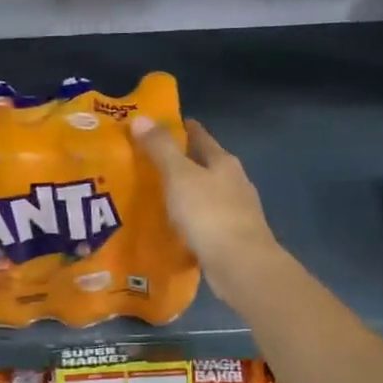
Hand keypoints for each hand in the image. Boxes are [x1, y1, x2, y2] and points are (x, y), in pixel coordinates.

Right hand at [130, 116, 281, 304]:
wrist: (241, 265)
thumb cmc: (209, 213)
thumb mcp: (179, 175)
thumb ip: (161, 148)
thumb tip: (141, 118)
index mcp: (224, 162)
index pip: (200, 137)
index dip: (182, 128)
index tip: (158, 126)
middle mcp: (234, 183)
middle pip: (205, 165)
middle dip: (181, 163)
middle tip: (148, 163)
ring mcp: (236, 212)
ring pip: (205, 195)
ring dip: (186, 194)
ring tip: (156, 197)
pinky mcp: (232, 238)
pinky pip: (205, 222)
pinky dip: (190, 221)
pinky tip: (174, 229)